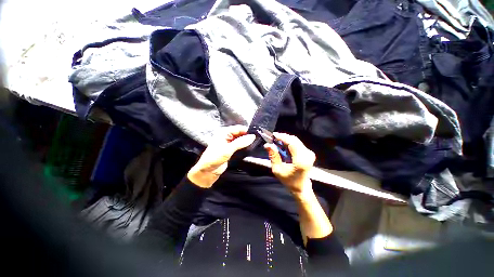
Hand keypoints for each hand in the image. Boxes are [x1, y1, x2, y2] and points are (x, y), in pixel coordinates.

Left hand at [187, 125, 255, 187]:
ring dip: (247, 141)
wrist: (207, 172)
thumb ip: (240, 142)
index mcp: (224, 132)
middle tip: (258, 140)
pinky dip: (244, 146)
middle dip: (248, 136)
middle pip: (240, 133)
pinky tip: (251, 148)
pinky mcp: (231, 150)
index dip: (247, 131)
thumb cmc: (215, 158)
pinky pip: (239, 146)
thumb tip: (253, 136)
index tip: (258, 135)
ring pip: (240, 139)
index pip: (239, 128)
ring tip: (257, 143)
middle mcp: (227, 136)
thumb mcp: (228, 149)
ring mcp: (229, 143)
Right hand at [264, 133, 315, 197]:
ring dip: (286, 139)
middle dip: (283, 137)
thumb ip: (273, 156)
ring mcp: (310, 153)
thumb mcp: (277, 170)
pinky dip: (289, 142)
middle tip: (273, 138)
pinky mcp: (309, 153)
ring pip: (296, 140)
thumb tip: (268, 145)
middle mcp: (307, 155)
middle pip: (294, 140)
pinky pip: (298, 143)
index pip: (292, 143)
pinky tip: (283, 145)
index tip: (273, 135)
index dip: (282, 137)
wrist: (301, 186)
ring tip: (277, 142)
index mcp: (300, 160)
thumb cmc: (288, 180)